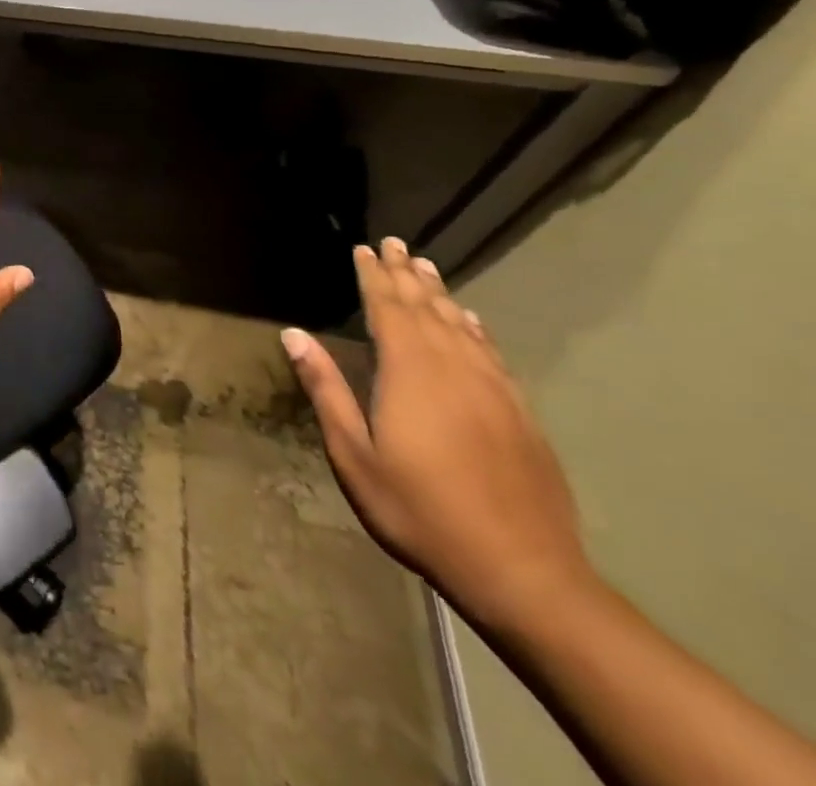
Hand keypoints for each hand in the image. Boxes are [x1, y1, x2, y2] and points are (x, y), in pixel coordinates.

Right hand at [281, 238, 595, 631]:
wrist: (524, 573)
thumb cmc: (419, 511)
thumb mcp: (354, 454)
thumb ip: (326, 389)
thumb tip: (294, 334)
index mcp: (410, 374)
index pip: (389, 310)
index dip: (375, 277)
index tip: (365, 249)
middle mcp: (455, 370)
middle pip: (427, 310)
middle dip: (408, 276)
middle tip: (397, 244)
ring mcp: (494, 392)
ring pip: (462, 327)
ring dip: (441, 295)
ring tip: (427, 268)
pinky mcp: (521, 415)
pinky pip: (492, 355)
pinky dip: (476, 330)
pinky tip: (471, 322)